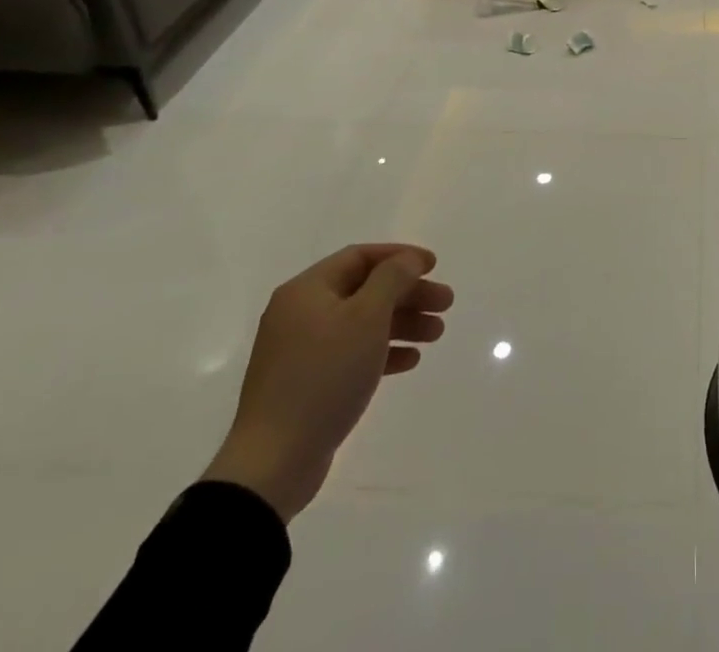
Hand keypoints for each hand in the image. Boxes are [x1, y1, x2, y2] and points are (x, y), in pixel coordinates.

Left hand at [204, 244, 453, 522]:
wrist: (273, 462)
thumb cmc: (324, 375)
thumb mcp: (366, 317)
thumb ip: (392, 279)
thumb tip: (407, 261)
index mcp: (307, 290)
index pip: (360, 256)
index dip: (400, 256)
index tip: (434, 266)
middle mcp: (301, 313)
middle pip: (365, 289)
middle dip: (408, 294)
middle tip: (445, 304)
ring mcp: (301, 350)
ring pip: (362, 323)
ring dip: (401, 323)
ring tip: (436, 334)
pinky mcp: (307, 383)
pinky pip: (351, 354)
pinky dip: (382, 351)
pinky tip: (410, 361)